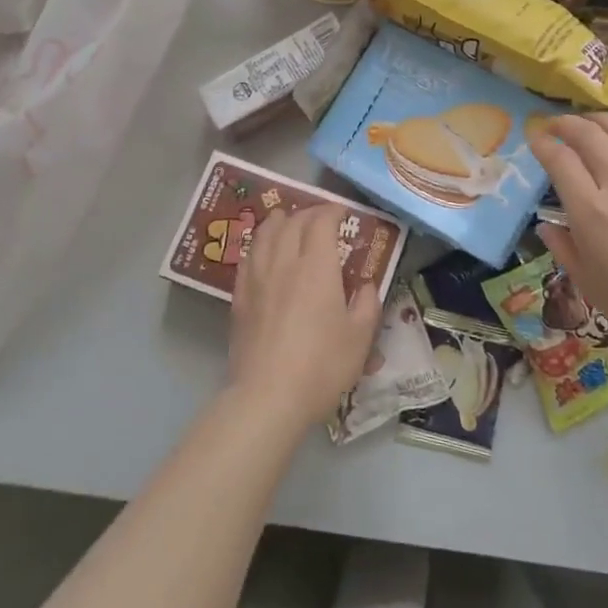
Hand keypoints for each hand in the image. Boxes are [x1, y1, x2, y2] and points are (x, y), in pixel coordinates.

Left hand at [228, 203, 382, 428]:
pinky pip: (247, 257)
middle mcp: (284, 263)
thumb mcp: (360, 337)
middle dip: (308, 213)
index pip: (321, 222)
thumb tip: (366, 285)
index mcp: (316, 267)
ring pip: (264, 234)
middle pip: (291, 223)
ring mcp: (257, 279)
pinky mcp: (240, 298)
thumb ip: (367, 304)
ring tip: (286, 221)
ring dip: (278, 222)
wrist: (268, 396)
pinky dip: (258, 244)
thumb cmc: (322, 365)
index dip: (332, 211)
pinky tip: (261, 251)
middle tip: (320, 218)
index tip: (343, 212)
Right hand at [528, 114, 607, 372]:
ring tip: (587, 123)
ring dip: (597, 120)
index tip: (534, 139)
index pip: (560, 159)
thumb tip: (546, 225)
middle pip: (588, 134)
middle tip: (554, 125)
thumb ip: (563, 249)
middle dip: (565, 123)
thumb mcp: (589, 284)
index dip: (542, 143)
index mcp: (591, 212)